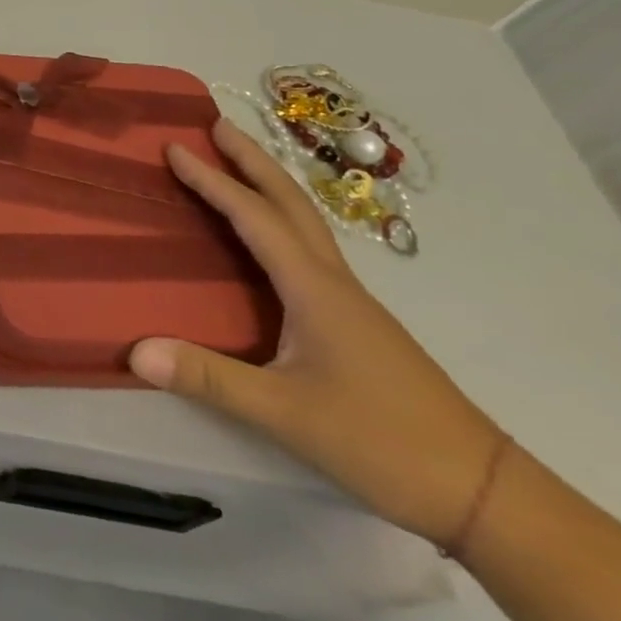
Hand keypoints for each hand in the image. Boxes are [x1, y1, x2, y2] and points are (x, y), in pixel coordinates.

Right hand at [130, 119, 502, 544]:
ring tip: (236, 166)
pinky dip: (280, 222)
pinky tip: (268, 240)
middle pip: (291, 205)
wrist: (485, 494)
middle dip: (253, 161)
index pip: (255, 219)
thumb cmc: (382, 443)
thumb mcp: (285, 414)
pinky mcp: (356, 325)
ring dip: (269, 186)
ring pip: (305, 225)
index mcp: (315, 290)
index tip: (175, 148)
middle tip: (216, 126)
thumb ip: (208, 378)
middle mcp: (334, 284)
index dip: (213, 181)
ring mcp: (350, 303)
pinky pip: (308, 252)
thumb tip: (135, 351)